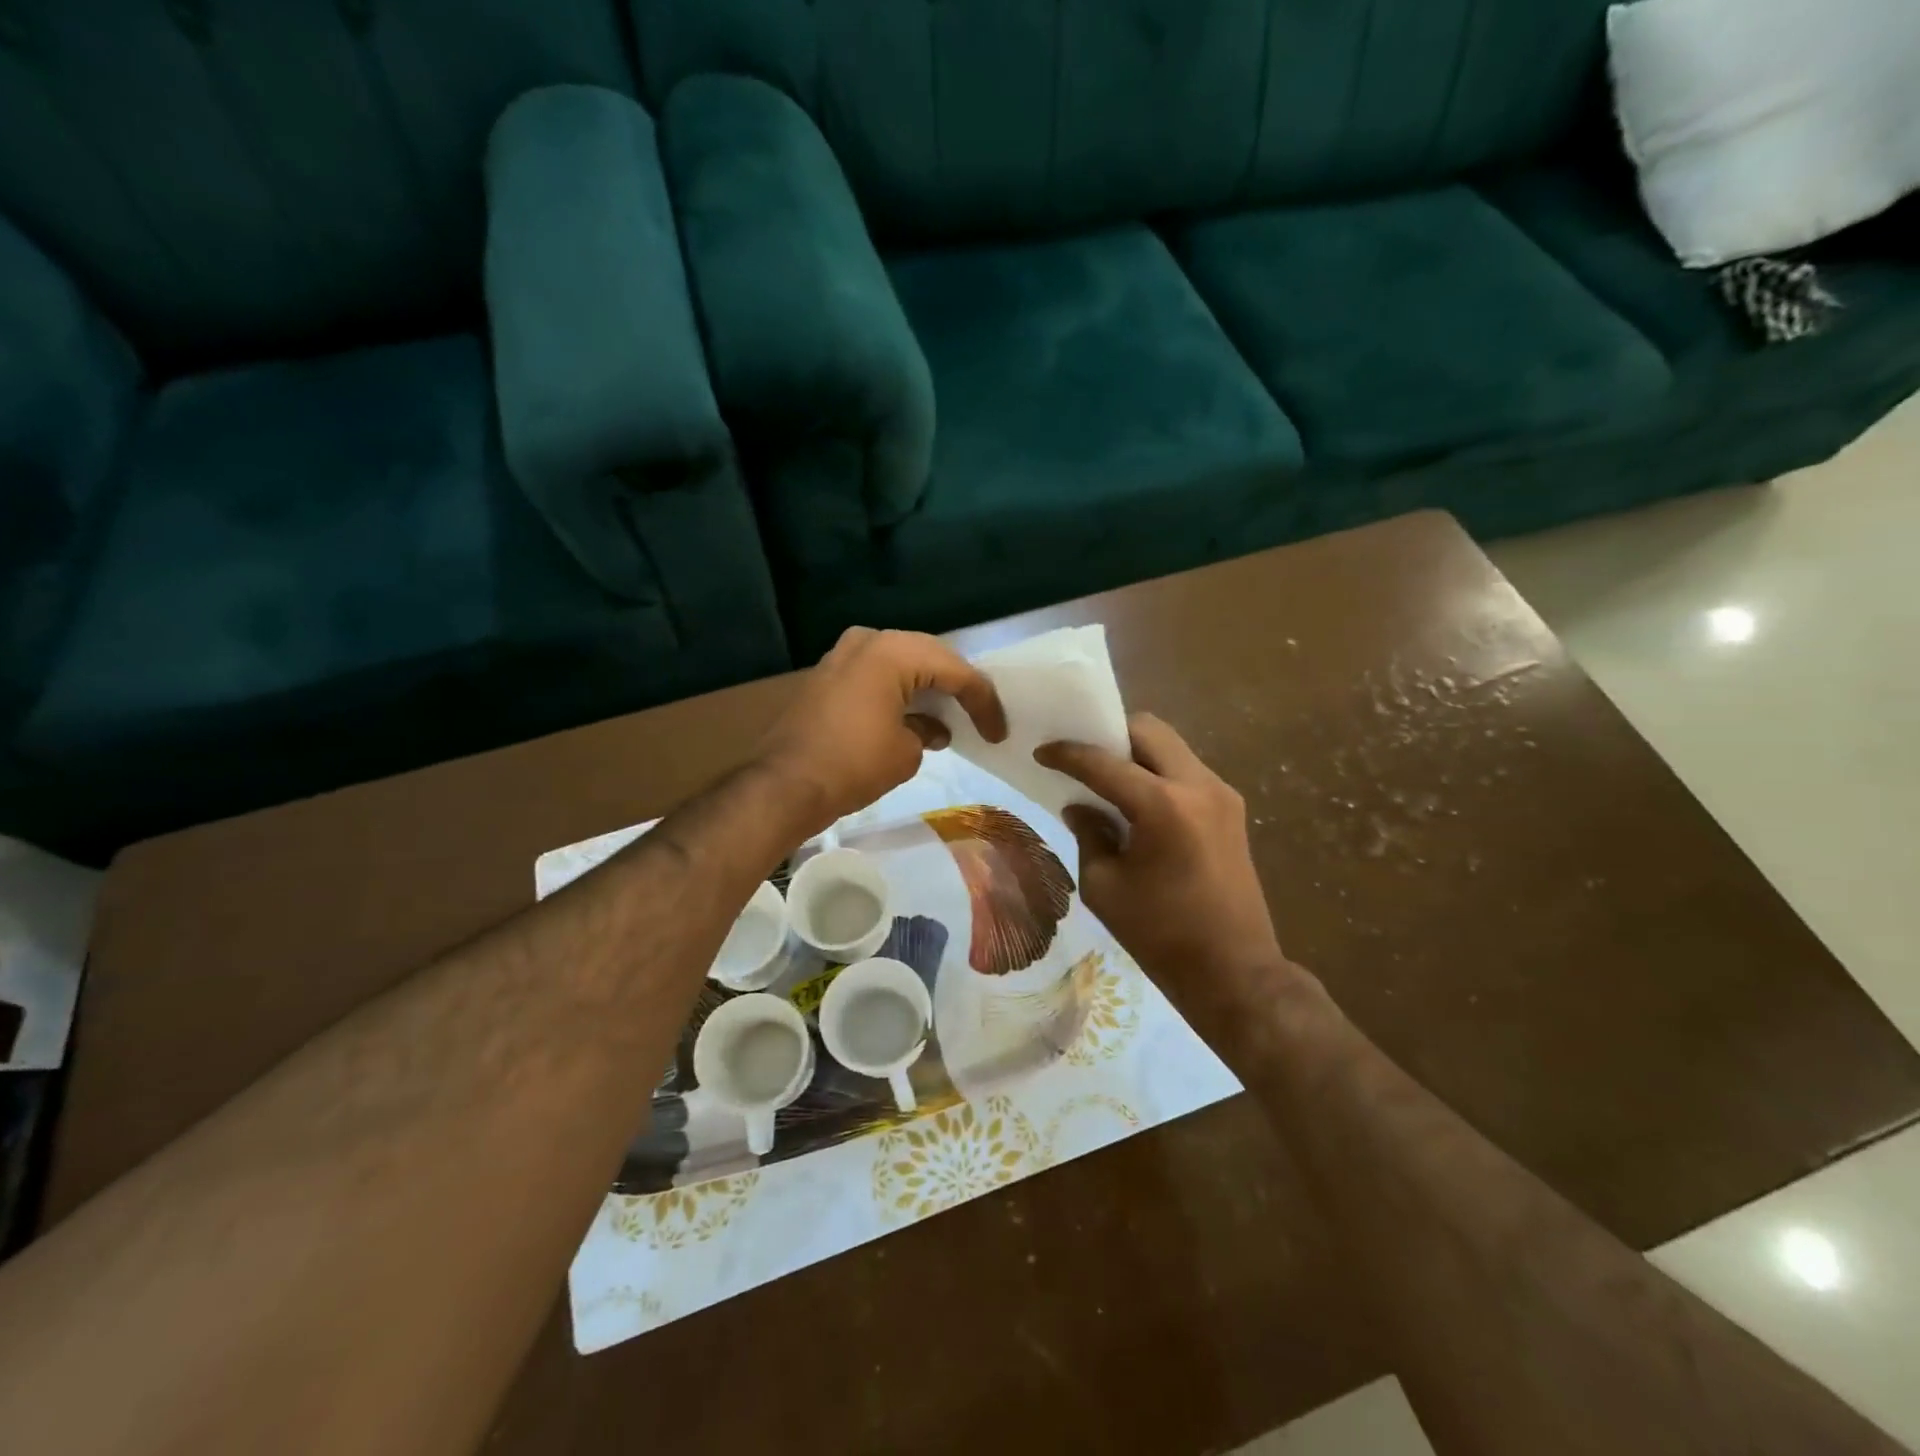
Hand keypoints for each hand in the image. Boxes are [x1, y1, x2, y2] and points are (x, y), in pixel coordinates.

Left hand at [758, 627, 1007, 834]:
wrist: (785, 784)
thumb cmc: (853, 765)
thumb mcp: (906, 752)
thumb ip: (927, 732)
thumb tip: (928, 729)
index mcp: (893, 652)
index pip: (955, 670)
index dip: (983, 701)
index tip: (998, 732)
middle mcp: (868, 641)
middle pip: (929, 656)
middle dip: (956, 686)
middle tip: (979, 715)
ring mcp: (843, 655)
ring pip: (902, 662)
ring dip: (927, 687)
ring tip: (951, 716)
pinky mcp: (827, 675)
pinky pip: (877, 674)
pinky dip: (899, 691)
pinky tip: (914, 717)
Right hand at [1035, 714, 1282, 992]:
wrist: (1234, 971)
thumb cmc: (1160, 935)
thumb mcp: (1104, 886)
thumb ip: (1089, 834)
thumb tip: (1079, 806)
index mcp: (1163, 806)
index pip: (1104, 763)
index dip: (1068, 754)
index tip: (1042, 752)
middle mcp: (1198, 785)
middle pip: (1149, 730)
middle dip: (1111, 734)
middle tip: (1083, 756)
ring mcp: (1222, 794)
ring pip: (1172, 746)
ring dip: (1138, 752)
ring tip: (1108, 776)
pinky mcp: (1232, 809)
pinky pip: (1187, 770)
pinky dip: (1159, 771)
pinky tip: (1138, 799)